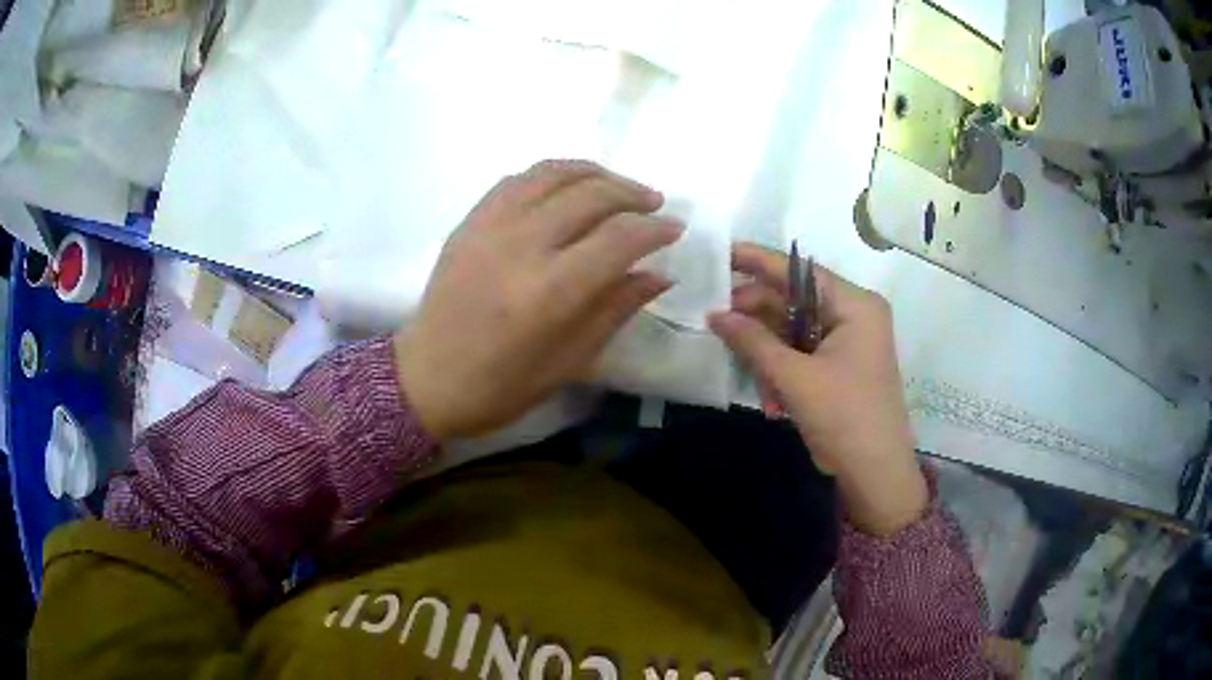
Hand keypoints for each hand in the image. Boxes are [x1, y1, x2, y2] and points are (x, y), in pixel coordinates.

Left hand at [394, 160, 682, 440]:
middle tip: (653, 204)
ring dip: (596, 172)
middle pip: (591, 194)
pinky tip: (569, 187)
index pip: (619, 238)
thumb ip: (616, 308)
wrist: (426, 377)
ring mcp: (490, 226)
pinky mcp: (469, 221)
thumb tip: (660, 274)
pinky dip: (553, 174)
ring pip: (554, 174)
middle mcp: (521, 246)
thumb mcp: (570, 361)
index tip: (674, 229)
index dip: (655, 229)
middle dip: (632, 193)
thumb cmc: (501, 385)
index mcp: (549, 292)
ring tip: (618, 186)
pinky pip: (518, 179)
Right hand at [708, 243, 927, 536]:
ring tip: (734, 352)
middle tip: (716, 317)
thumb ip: (753, 342)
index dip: (759, 261)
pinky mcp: (840, 367)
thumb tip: (714, 314)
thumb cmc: (844, 417)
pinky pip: (802, 352)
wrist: (874, 474)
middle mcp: (854, 316)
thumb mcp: (795, 378)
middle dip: (758, 312)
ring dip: (766, 345)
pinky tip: (763, 385)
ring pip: (796, 328)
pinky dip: (780, 364)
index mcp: (855, 306)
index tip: (721, 253)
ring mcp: (848, 343)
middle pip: (796, 300)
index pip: (801, 272)